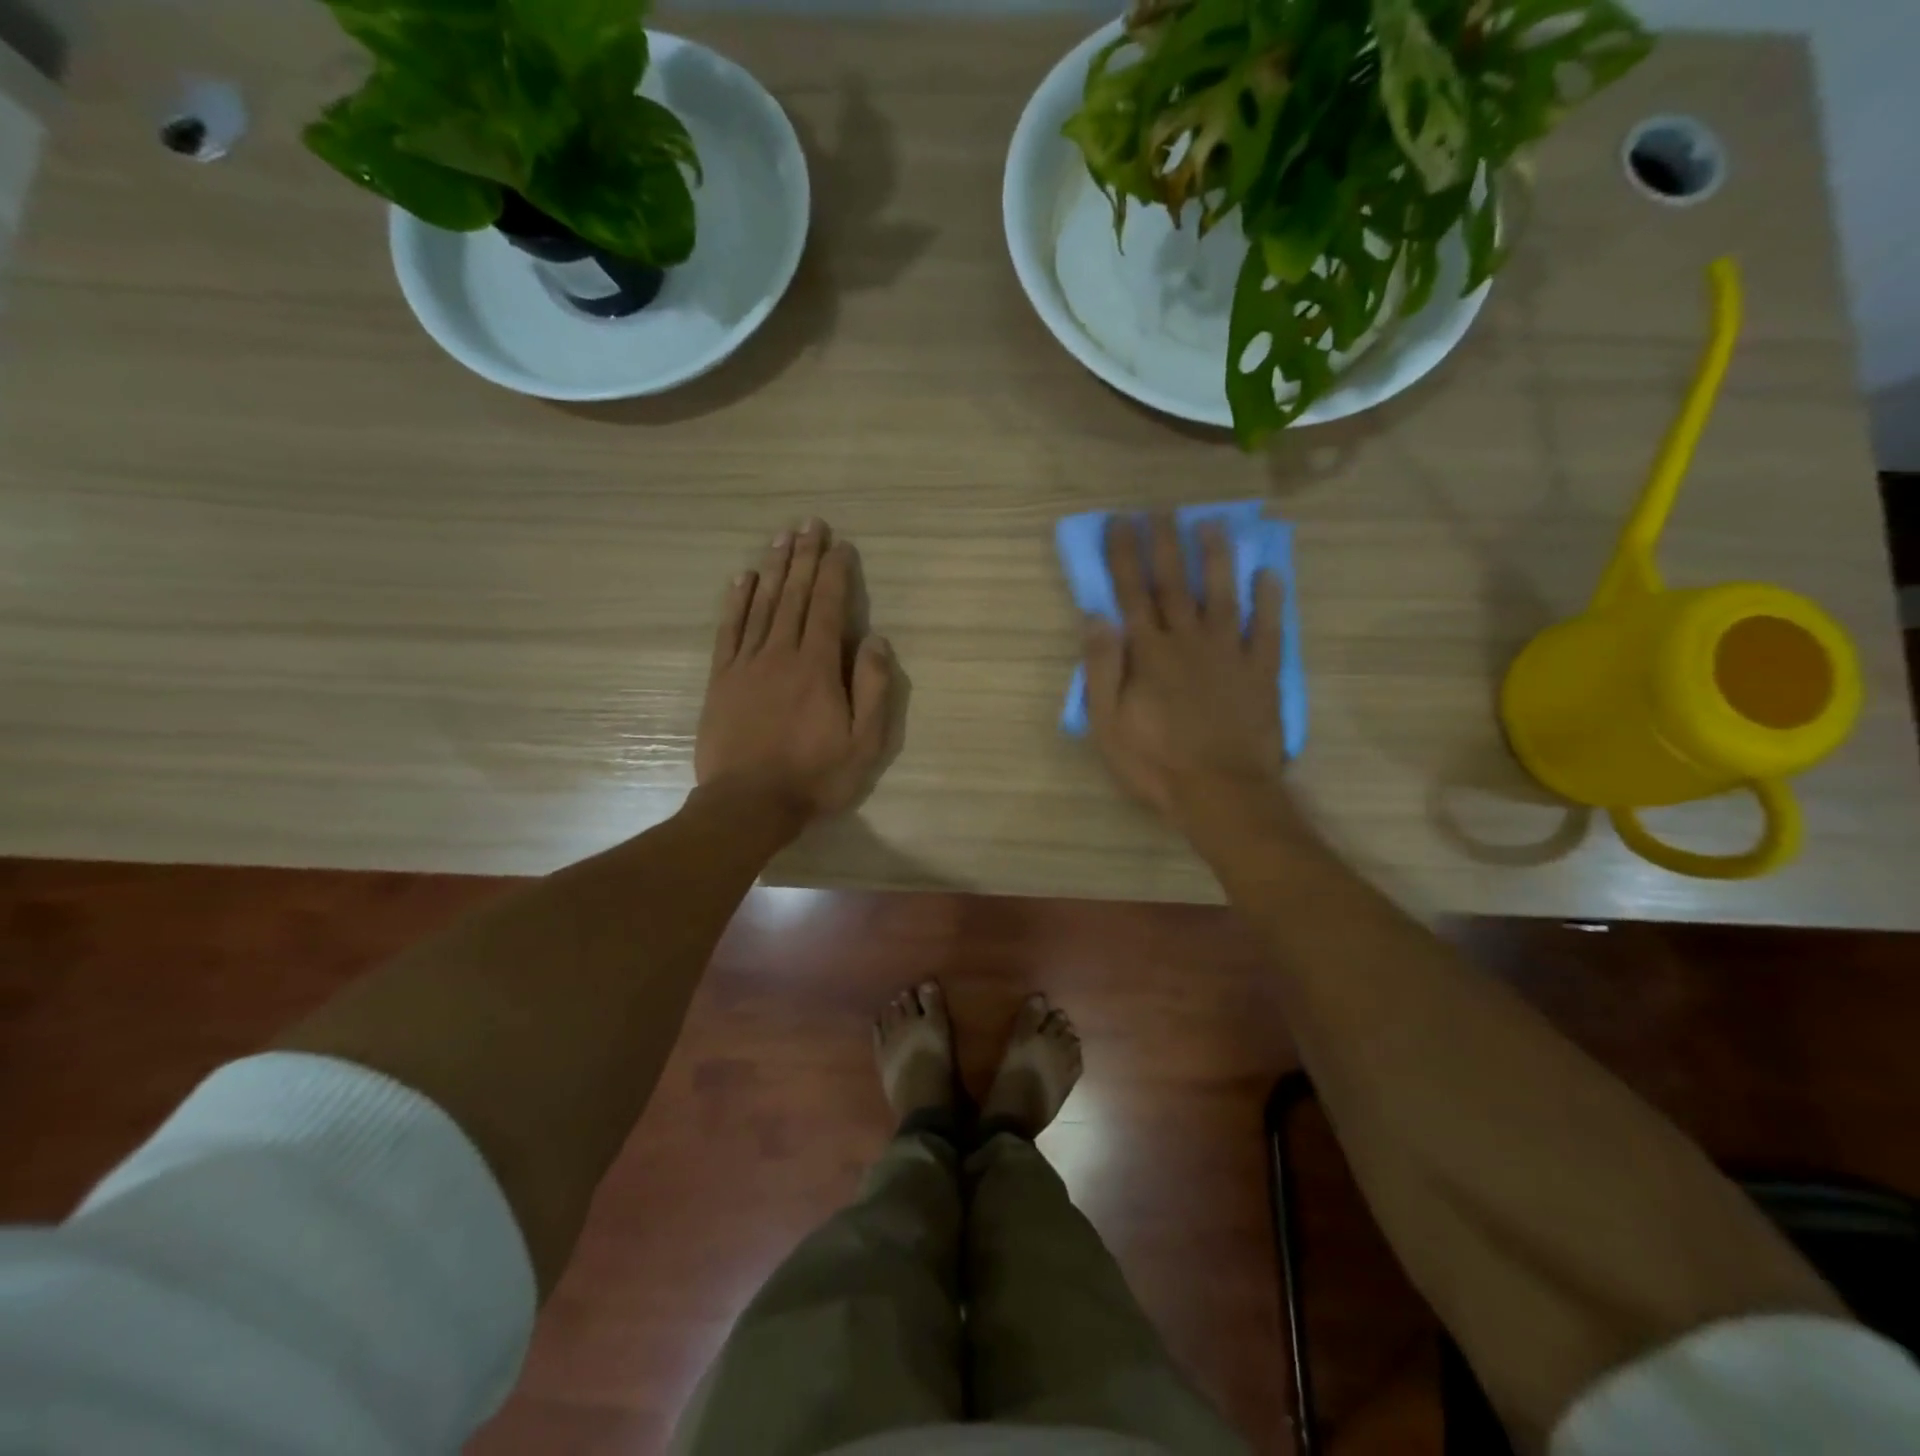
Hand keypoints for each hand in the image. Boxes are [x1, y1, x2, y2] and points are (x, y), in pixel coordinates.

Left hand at [696, 520, 894, 825]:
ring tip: (781, 538)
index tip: (840, 545)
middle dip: (804, 557)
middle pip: (793, 596)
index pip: (827, 607)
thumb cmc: (815, 777)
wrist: (748, 804)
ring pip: (761, 605)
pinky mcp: (721, 680)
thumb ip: (873, 689)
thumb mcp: (864, 744)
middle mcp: (780, 654)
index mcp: (817, 667)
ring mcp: (746, 665)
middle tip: (808, 523)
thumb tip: (876, 640)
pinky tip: (742, 579)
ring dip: (773, 569)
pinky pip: (729, 631)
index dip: (835, 573)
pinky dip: (736, 602)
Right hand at [1084, 514, 1288, 823]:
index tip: (1120, 522)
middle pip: (1175, 584)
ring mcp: (1230, 653)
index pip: (1132, 593)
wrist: (1221, 793)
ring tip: (1211, 524)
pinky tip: (1269, 573)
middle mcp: (1189, 641)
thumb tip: (1096, 616)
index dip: (1124, 555)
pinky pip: (1269, 628)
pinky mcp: (1262, 672)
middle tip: (1161, 510)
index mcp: (1149, 654)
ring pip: (1223, 594)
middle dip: (1165, 544)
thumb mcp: (1108, 724)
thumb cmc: (1155, 764)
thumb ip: (1102, 668)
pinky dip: (1271, 599)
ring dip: (1216, 557)